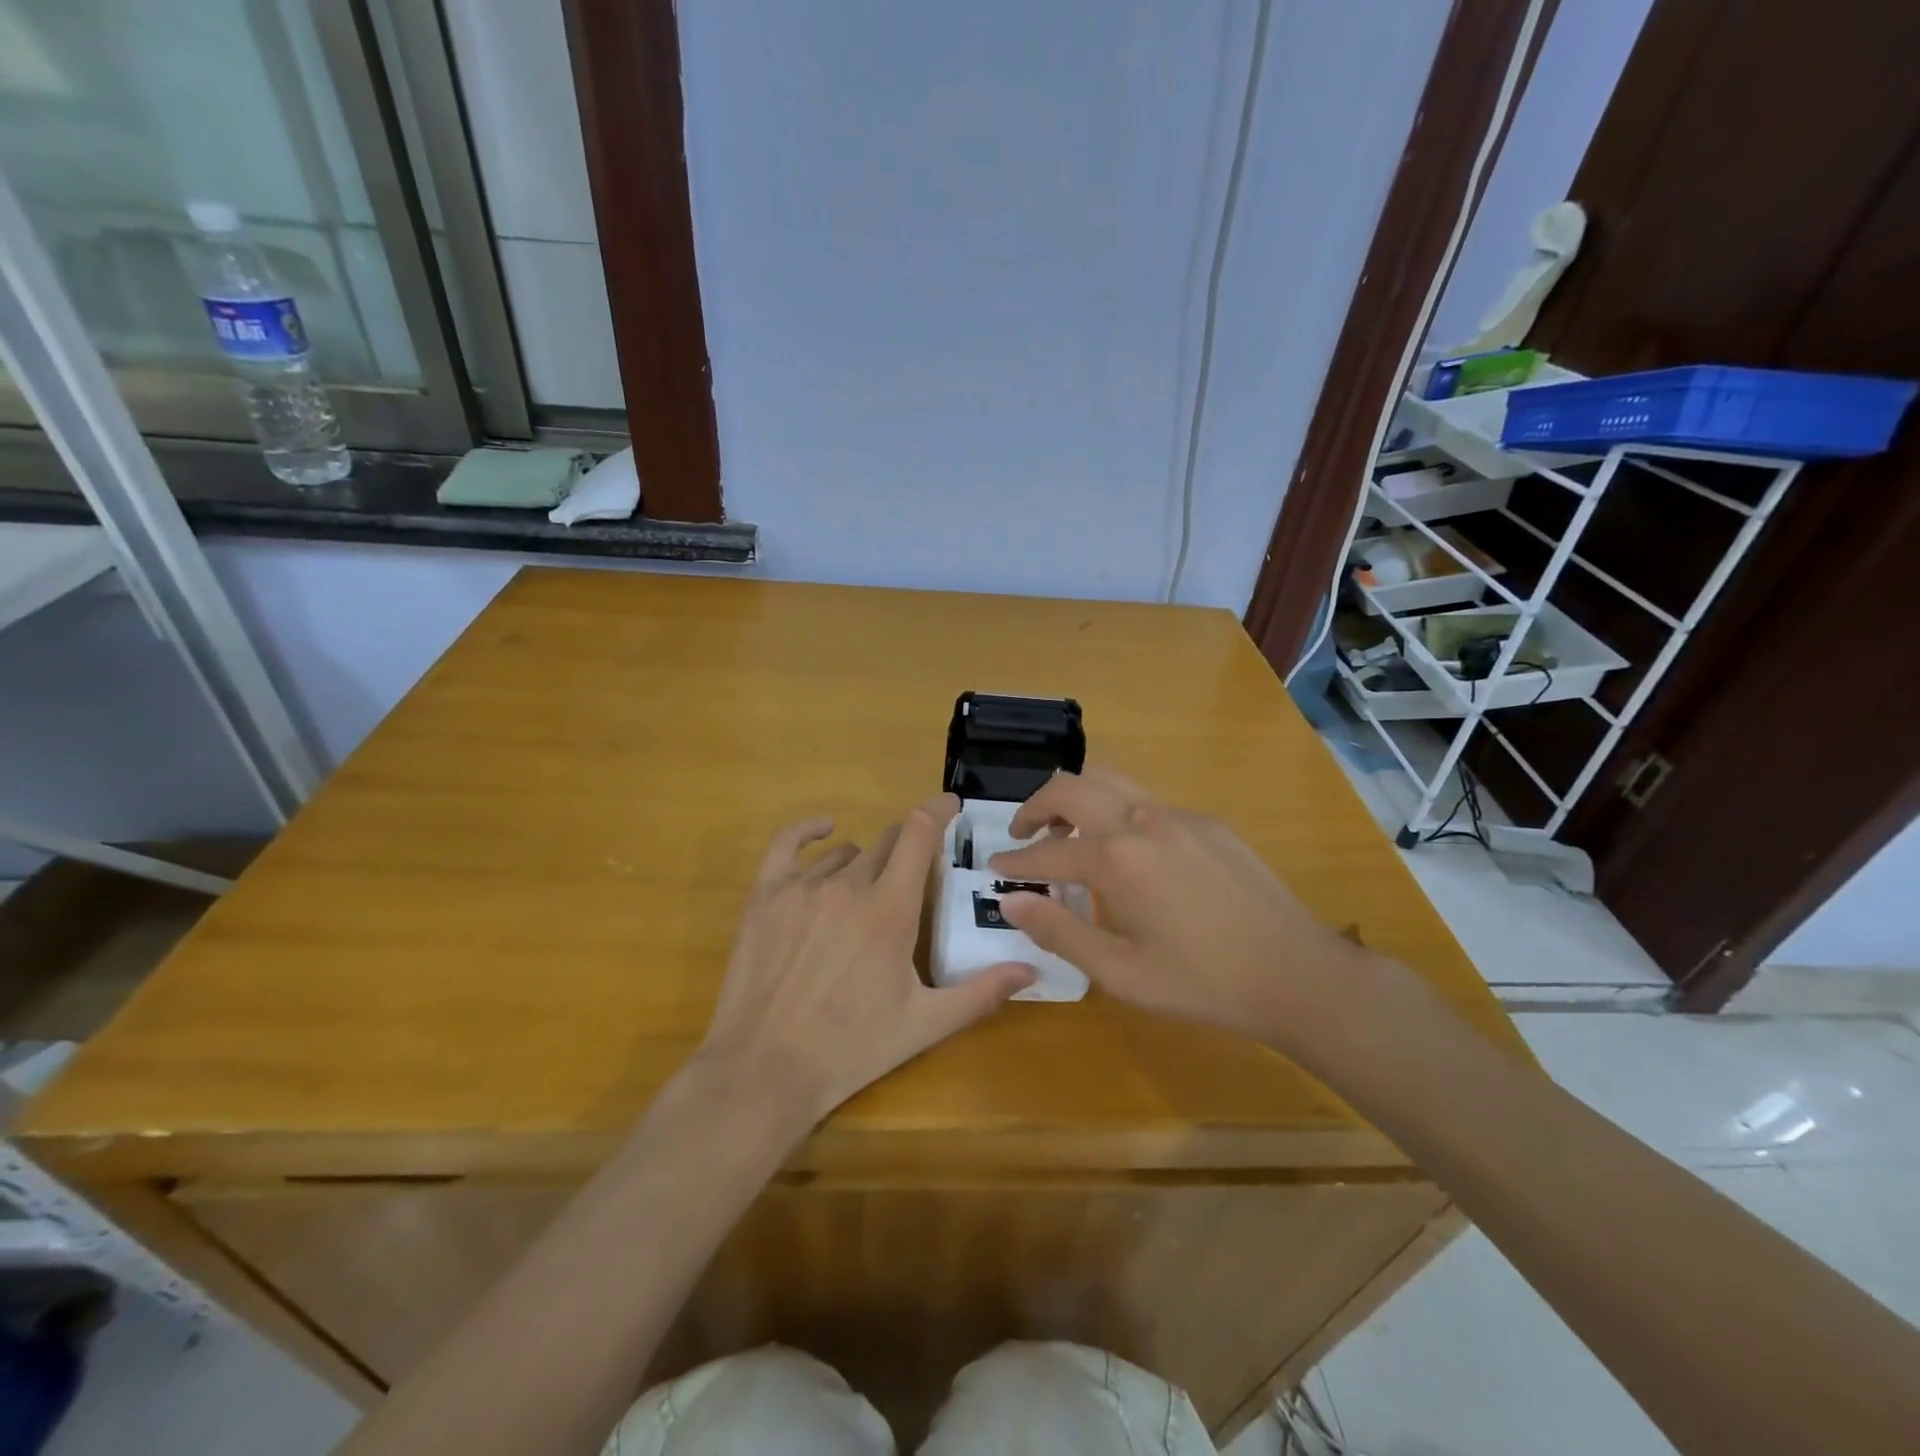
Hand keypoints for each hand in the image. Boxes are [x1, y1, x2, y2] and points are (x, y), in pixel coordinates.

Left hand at [694, 794, 1036, 1125]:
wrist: (764, 1071)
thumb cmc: (850, 1049)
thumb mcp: (923, 1025)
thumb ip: (980, 993)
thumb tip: (1030, 969)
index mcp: (890, 911)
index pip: (919, 834)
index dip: (938, 810)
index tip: (951, 806)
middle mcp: (848, 887)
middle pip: (886, 843)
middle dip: (907, 851)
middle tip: (912, 881)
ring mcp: (802, 888)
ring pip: (846, 853)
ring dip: (865, 864)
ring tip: (865, 897)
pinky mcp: (765, 896)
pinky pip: (786, 843)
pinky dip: (808, 831)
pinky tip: (823, 831)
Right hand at [988, 769, 1373, 1050]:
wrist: (1297, 973)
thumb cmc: (1202, 982)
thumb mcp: (1120, 971)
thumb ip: (1059, 930)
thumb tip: (1010, 900)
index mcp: (1116, 858)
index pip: (1047, 851)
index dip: (1016, 859)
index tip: (996, 867)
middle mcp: (1142, 820)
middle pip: (1072, 787)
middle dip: (1037, 805)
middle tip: (1023, 834)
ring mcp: (1179, 816)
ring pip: (1110, 782)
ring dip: (1077, 800)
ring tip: (1067, 834)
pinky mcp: (1208, 823)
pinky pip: (1146, 802)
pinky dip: (1116, 813)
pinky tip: (1127, 855)